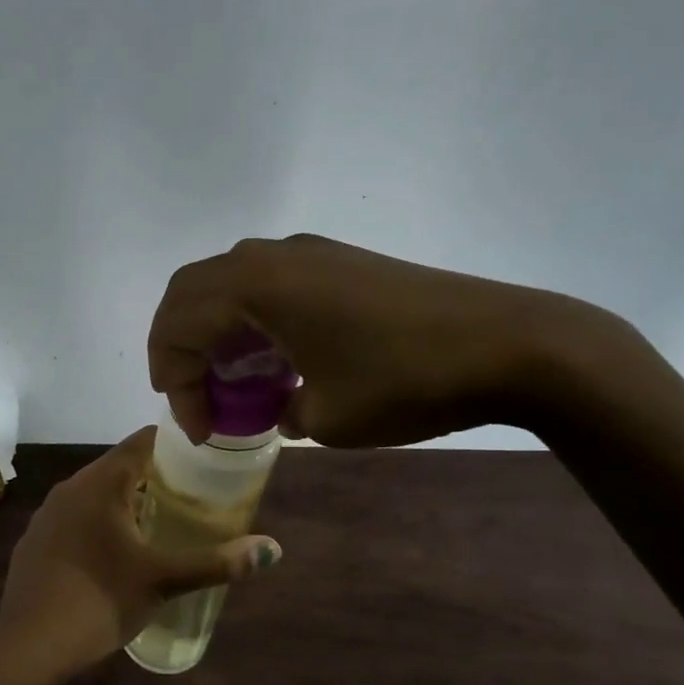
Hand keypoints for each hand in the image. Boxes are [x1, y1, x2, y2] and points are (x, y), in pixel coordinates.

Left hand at [0, 428, 281, 684]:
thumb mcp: (163, 580)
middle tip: (193, 497)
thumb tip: (271, 550)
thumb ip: (216, 562)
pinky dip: (101, 523)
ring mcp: (47, 515)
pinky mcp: (36, 541)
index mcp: (100, 483)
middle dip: (157, 477)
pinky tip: (115, 554)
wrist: (27, 645)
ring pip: (96, 494)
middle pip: (120, 466)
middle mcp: (69, 488)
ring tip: (161, 524)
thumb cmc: (99, 601)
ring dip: (127, 502)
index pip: (142, 442)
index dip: (176, 446)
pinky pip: (76, 518)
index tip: (205, 460)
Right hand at [148, 233, 620, 446]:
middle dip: (180, 349)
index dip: (175, 383)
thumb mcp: (325, 417)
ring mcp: (308, 253)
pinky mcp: (338, 261)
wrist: (508, 344)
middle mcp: (270, 257)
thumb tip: (280, 406)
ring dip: (217, 332)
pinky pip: (269, 284)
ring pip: (230, 285)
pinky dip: (252, 321)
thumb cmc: (402, 381)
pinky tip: (278, 360)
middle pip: (191, 294)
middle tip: (193, 396)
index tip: (202, 431)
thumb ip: (279, 411)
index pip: (179, 327)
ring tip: (235, 382)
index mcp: (254, 286)